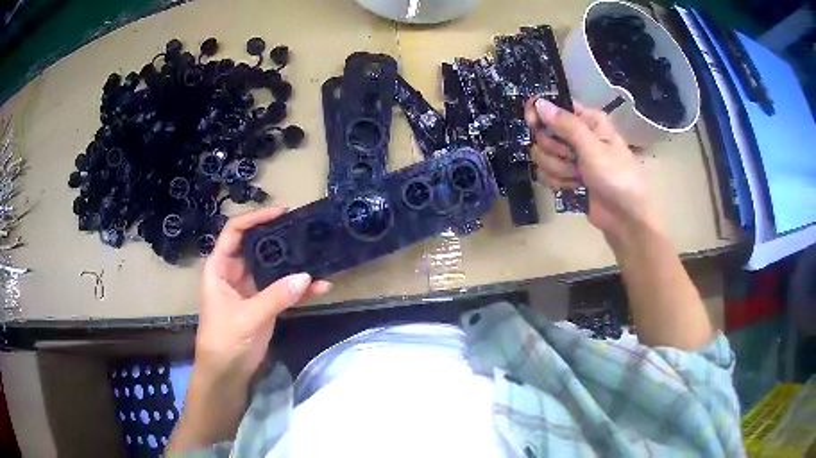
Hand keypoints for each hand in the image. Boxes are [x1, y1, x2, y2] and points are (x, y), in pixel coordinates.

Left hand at [171, 207, 330, 450]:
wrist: (227, 373)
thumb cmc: (224, 340)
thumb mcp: (247, 317)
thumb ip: (275, 296)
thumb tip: (307, 276)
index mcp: (220, 268)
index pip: (234, 233)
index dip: (254, 219)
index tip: (280, 212)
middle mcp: (236, 273)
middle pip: (257, 246)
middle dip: (279, 237)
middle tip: (305, 229)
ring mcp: (252, 289)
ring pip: (273, 268)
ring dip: (294, 264)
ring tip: (318, 254)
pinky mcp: (265, 305)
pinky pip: (284, 291)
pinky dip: (301, 290)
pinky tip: (321, 287)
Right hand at [525, 98, 657, 238]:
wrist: (625, 218)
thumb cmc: (617, 178)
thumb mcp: (594, 149)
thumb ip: (566, 125)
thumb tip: (539, 102)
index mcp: (587, 120)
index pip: (553, 106)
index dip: (540, 113)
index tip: (532, 123)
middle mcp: (577, 135)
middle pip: (543, 133)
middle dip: (554, 151)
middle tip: (573, 160)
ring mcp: (571, 157)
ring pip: (542, 155)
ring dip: (558, 169)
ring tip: (578, 178)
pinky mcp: (566, 176)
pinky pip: (546, 173)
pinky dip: (558, 182)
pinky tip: (574, 187)